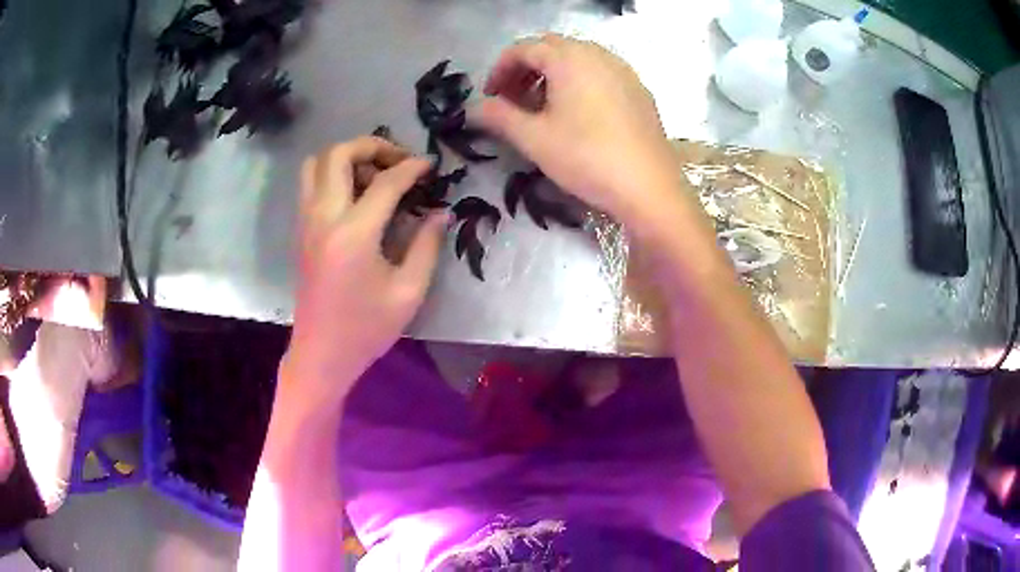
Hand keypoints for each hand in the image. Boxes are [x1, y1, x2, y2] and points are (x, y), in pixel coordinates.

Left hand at [282, 136, 446, 409]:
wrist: (321, 354)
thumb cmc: (366, 329)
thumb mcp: (409, 292)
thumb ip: (426, 245)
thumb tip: (440, 212)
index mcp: (353, 234)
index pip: (384, 182)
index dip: (412, 167)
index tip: (430, 165)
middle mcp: (324, 218)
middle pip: (338, 154)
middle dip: (371, 145)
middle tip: (398, 161)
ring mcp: (306, 222)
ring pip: (317, 163)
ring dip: (347, 157)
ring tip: (374, 175)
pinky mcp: (301, 230)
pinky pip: (310, 183)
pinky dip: (333, 174)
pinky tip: (357, 196)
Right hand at [474, 35, 681, 225]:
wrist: (649, 188)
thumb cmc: (586, 158)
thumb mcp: (534, 138)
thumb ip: (498, 117)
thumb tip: (472, 109)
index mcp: (569, 58)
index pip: (523, 48)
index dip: (500, 69)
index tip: (490, 96)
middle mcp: (598, 54)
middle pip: (551, 48)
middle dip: (526, 69)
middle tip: (514, 99)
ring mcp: (623, 71)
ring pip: (578, 58)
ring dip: (553, 74)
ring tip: (544, 107)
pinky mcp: (640, 90)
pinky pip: (601, 73)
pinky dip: (580, 82)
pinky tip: (579, 113)